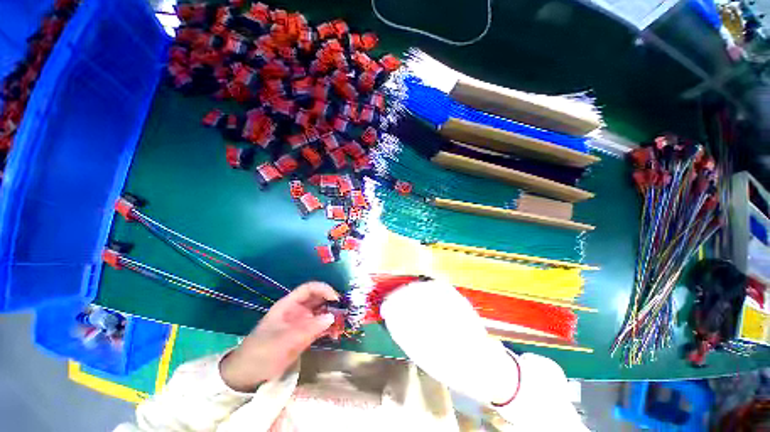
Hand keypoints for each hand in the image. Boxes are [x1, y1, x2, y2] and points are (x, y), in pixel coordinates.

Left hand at [220, 282, 338, 391]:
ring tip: (343, 324)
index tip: (336, 298)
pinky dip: (329, 329)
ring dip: (333, 316)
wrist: (248, 375)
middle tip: (345, 310)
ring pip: (322, 312)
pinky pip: (320, 327)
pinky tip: (336, 334)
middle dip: (332, 302)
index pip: (309, 289)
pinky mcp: (305, 335)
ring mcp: (302, 322)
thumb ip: (307, 329)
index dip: (323, 289)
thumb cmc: (261, 352)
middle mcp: (298, 310)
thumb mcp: (283, 341)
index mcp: (289, 305)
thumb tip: (331, 317)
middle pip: (318, 299)